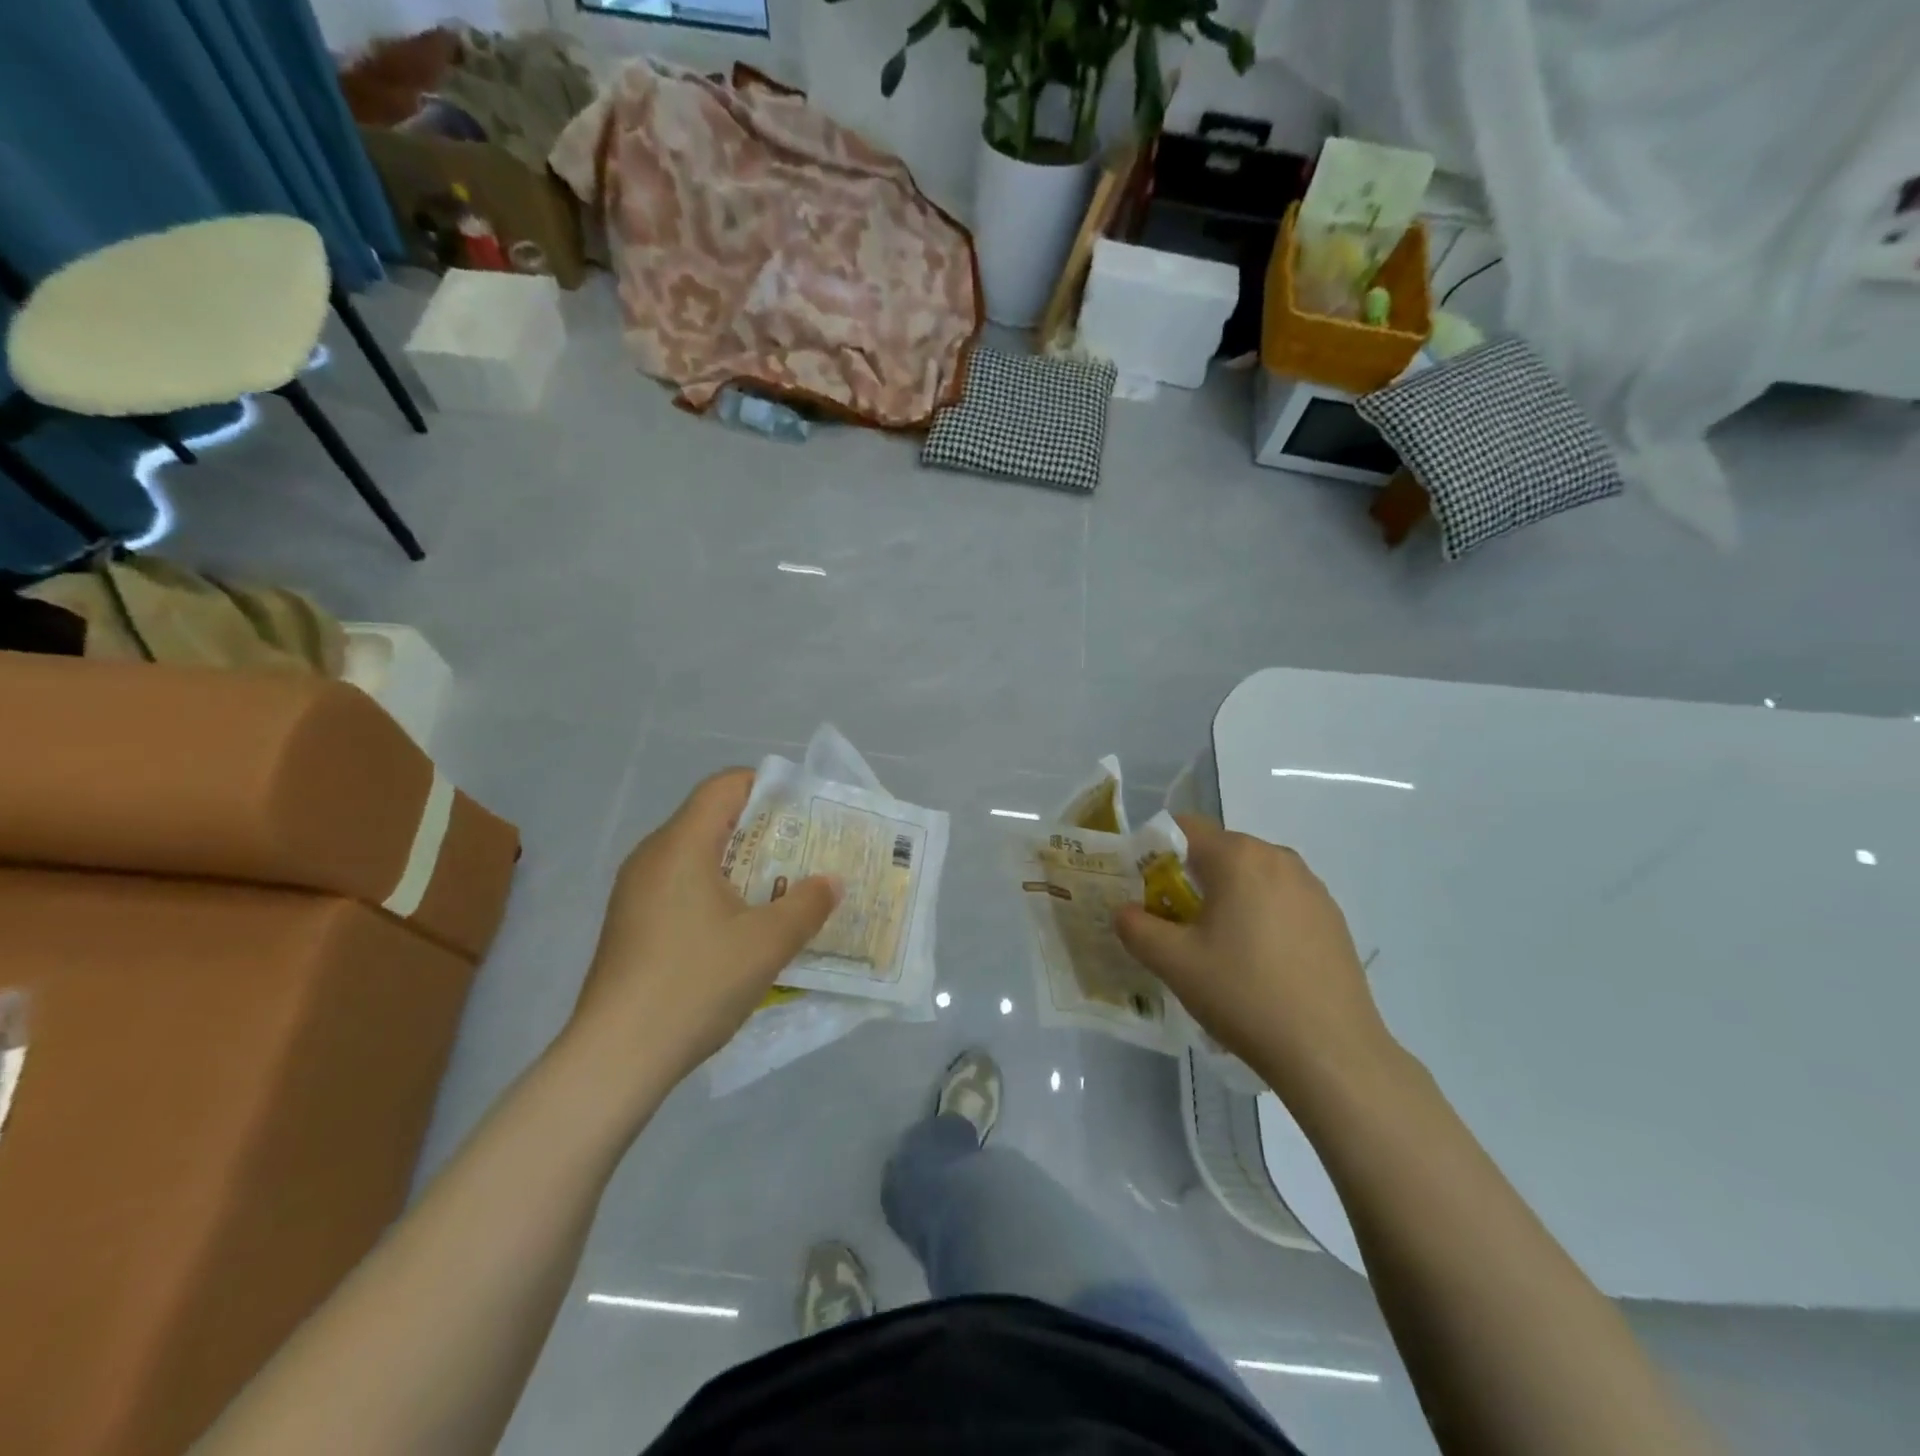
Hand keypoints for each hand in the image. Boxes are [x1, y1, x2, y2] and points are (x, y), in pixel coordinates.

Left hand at [567, 769, 838, 1089]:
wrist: (616, 1058)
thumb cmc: (695, 983)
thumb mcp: (768, 943)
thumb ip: (808, 904)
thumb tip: (831, 881)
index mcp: (681, 845)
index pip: (725, 786)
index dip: (768, 788)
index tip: (805, 813)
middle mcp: (652, 857)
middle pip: (712, 819)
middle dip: (763, 831)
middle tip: (805, 854)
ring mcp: (635, 892)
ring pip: (696, 856)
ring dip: (742, 866)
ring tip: (782, 891)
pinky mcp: (631, 924)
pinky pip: (681, 886)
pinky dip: (717, 891)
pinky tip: (741, 929)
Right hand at [1115, 815, 1394, 1103]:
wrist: (1331, 1052)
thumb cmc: (1244, 994)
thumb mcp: (1173, 963)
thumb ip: (1136, 927)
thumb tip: (1126, 912)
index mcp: (1238, 857)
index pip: (1184, 828)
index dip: (1155, 851)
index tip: (1144, 889)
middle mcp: (1278, 858)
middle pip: (1219, 851)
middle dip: (1189, 877)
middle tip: (1173, 923)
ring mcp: (1312, 887)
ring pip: (1251, 876)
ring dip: (1226, 897)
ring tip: (1216, 946)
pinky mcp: (1332, 917)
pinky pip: (1281, 899)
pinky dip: (1259, 915)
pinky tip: (1258, 962)